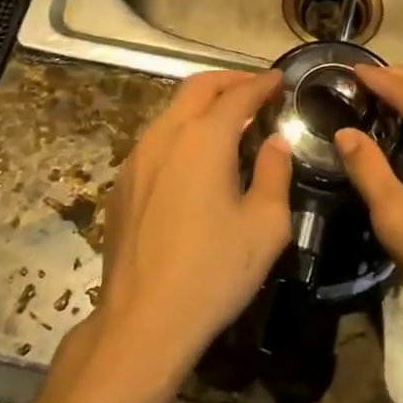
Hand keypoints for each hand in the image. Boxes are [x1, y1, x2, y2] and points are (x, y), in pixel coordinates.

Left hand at [94, 71, 290, 377]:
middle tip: (255, 89)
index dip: (261, 84)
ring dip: (202, 104)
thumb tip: (275, 143)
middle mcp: (165, 136)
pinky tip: (196, 157)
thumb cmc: (213, 273)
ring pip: (172, 111)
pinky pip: (156, 139)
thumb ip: (274, 174)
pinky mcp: (122, 183)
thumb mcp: (265, 226)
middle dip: (229, 81)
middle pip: (197, 88)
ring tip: (229, 120)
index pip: (237, 95)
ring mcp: (136, 158)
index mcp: (203, 139)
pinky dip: (182, 130)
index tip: (279, 80)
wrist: (142, 322)